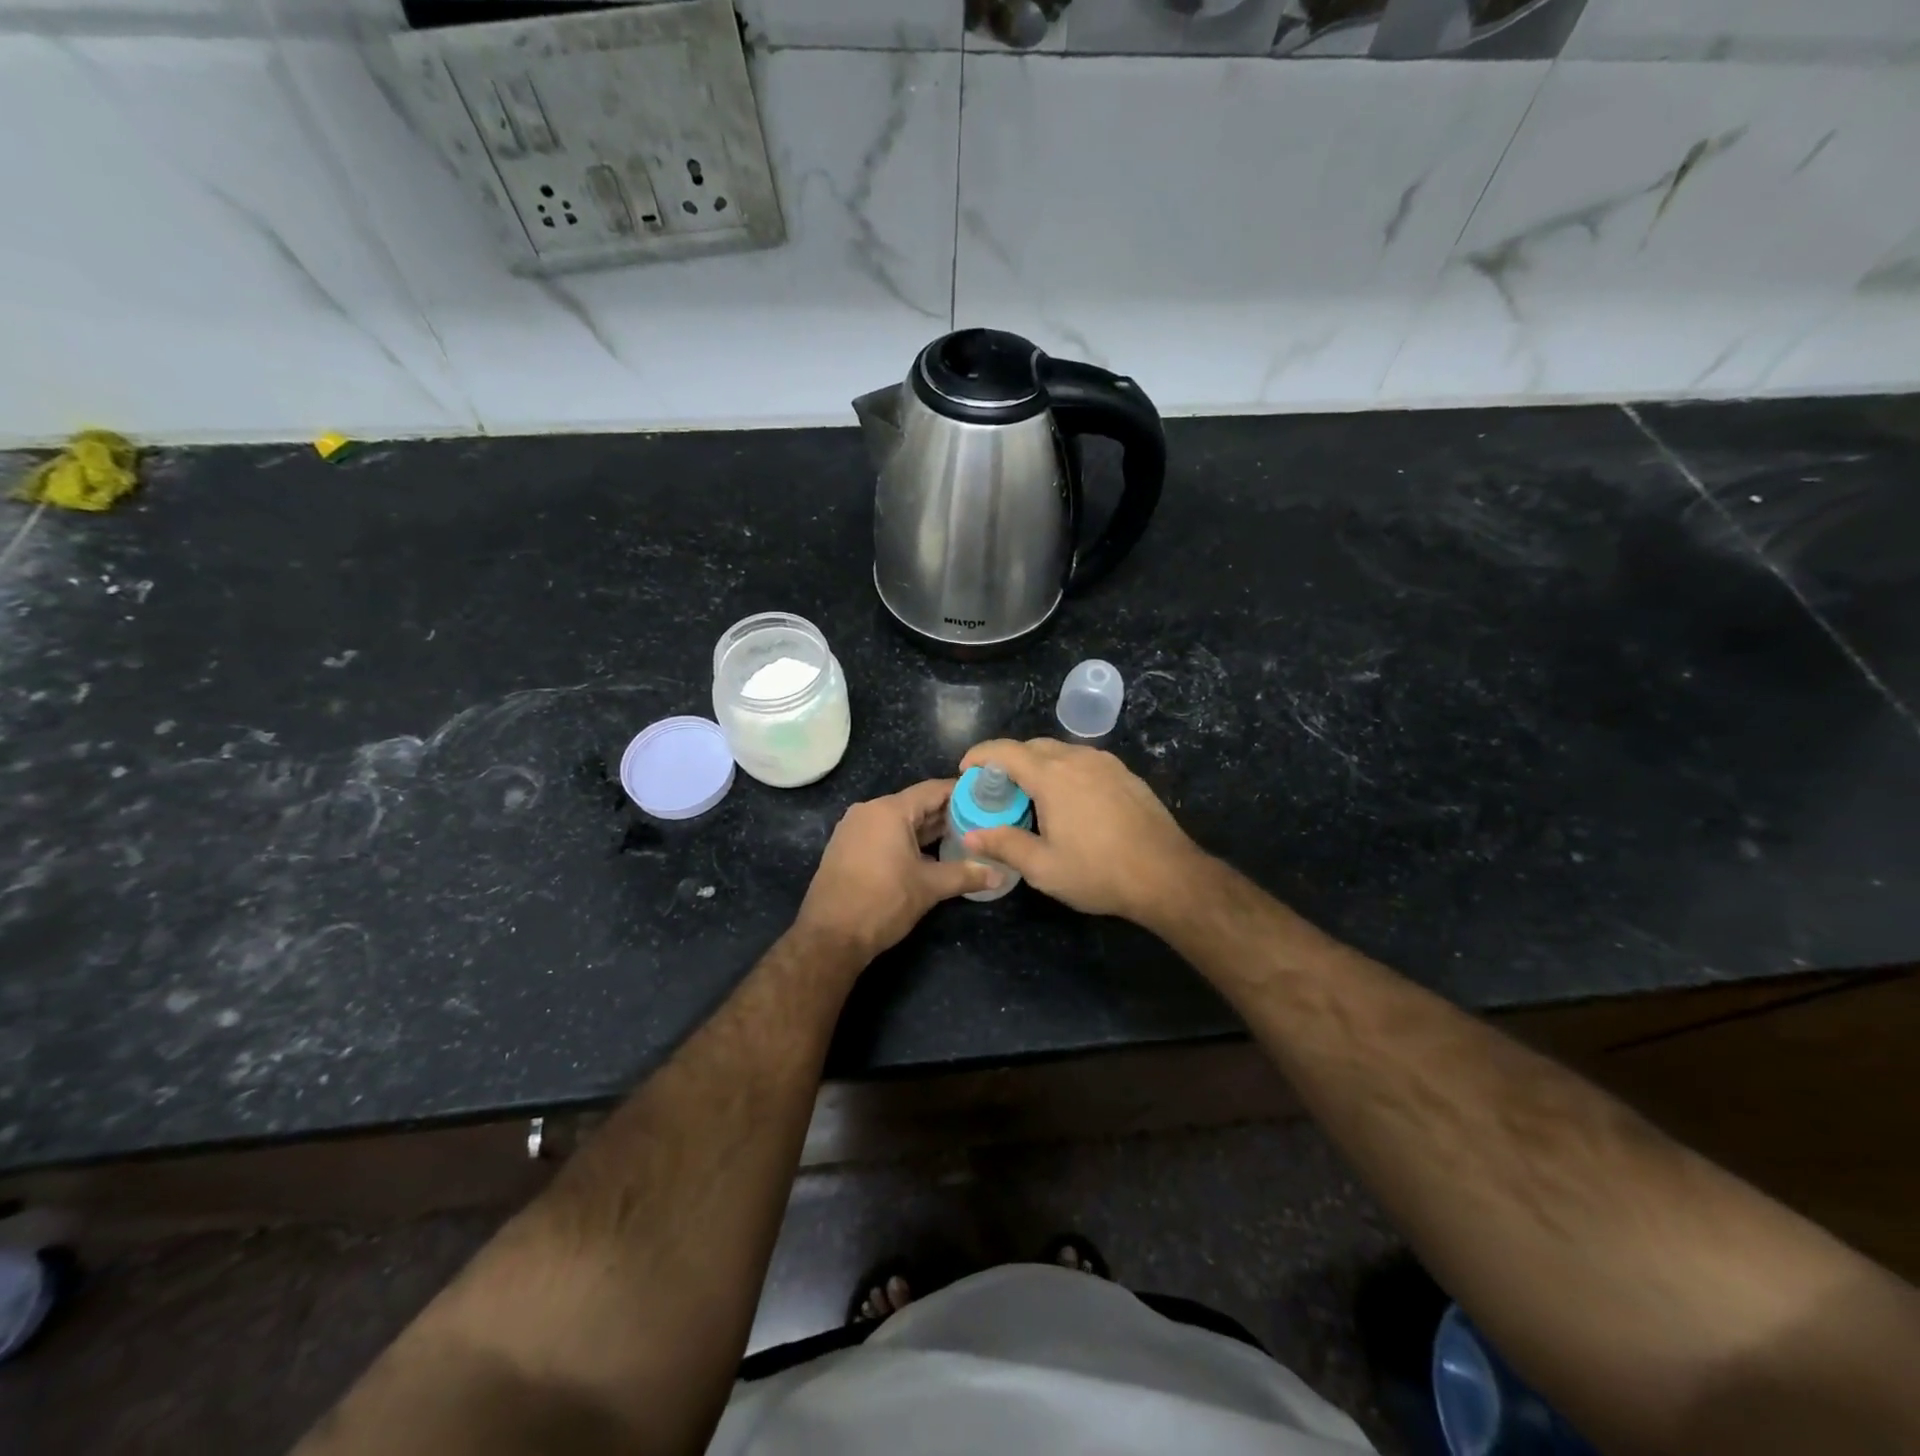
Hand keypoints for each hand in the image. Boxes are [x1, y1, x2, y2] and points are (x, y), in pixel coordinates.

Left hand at [794, 778, 996, 964]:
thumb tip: (1000, 875)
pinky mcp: (847, 848)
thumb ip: (966, 875)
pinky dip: (907, 840)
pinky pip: (884, 834)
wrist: (830, 936)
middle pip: (916, 804)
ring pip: (900, 821)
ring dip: (928, 829)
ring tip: (962, 838)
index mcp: (889, 810)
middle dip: (947, 814)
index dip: (962, 793)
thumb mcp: (929, 887)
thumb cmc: (882, 902)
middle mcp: (869, 811)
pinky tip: (929, 855)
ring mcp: (854, 829)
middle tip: (981, 822)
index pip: (933, 790)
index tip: (987, 798)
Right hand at [958, 739, 1207, 924]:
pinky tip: (1069, 800)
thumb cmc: (1099, 872)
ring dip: (1038, 764)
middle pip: (1033, 746)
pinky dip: (1065, 771)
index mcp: (1052, 776)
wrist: (1167, 874)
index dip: (980, 755)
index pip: (1005, 751)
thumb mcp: (1043, 867)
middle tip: (996, 789)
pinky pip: (1085, 762)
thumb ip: (1004, 845)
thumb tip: (970, 835)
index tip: (965, 770)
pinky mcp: (1126, 774)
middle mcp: (1078, 759)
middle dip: (1008, 760)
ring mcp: (1106, 763)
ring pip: (1061, 751)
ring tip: (1030, 794)